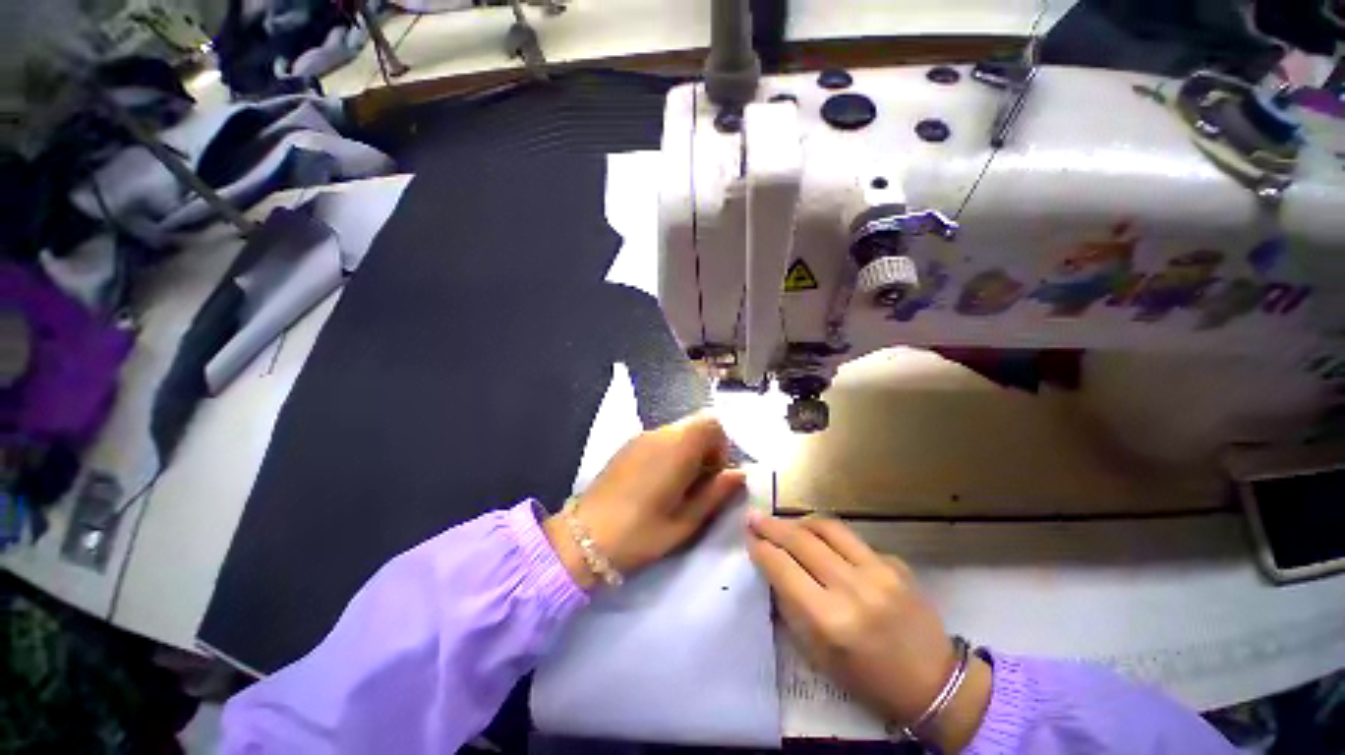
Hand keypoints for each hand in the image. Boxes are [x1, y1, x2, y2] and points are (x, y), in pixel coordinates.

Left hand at [544, 413, 745, 588]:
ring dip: (689, 451)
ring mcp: (641, 437)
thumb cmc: (639, 533)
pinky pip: (660, 439)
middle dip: (707, 449)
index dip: (722, 446)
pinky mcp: (628, 446)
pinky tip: (658, 482)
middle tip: (700, 484)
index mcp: (677, 448)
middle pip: (696, 425)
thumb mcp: (685, 521)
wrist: (582, 538)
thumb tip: (740, 474)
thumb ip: (716, 492)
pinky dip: (671, 452)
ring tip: (679, 486)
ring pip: (678, 432)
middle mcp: (659, 434)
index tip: (715, 475)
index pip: (712, 424)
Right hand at [746, 513, 991, 751]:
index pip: (782, 568)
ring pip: (826, 527)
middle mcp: (852, 588)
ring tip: (785, 524)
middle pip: (801, 540)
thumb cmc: (868, 678)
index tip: (748, 536)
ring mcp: (878, 571)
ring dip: (799, 521)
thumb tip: (773, 566)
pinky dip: (829, 536)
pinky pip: (852, 538)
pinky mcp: (895, 563)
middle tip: (754, 517)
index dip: (760, 548)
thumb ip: (793, 606)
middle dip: (771, 526)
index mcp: (830, 620)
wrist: (935, 683)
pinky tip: (824, 545)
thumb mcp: (819, 654)